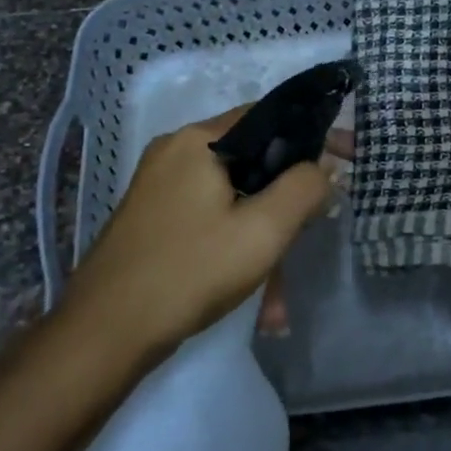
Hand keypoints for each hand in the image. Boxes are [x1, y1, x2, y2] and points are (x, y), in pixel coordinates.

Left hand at [61, 106, 335, 351]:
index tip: (347, 160)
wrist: (103, 333)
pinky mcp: (154, 218)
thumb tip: (325, 165)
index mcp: (199, 140)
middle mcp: (176, 152)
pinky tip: (254, 302)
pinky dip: (236, 249)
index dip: (312, 137)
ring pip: (234, 200)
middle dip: (287, 206)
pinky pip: (211, 220)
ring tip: (277, 303)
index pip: (269, 116)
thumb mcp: (263, 230)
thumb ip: (304, 188)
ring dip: (263, 243)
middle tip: (312, 237)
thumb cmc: (190, 271)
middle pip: (254, 162)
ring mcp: (161, 186)